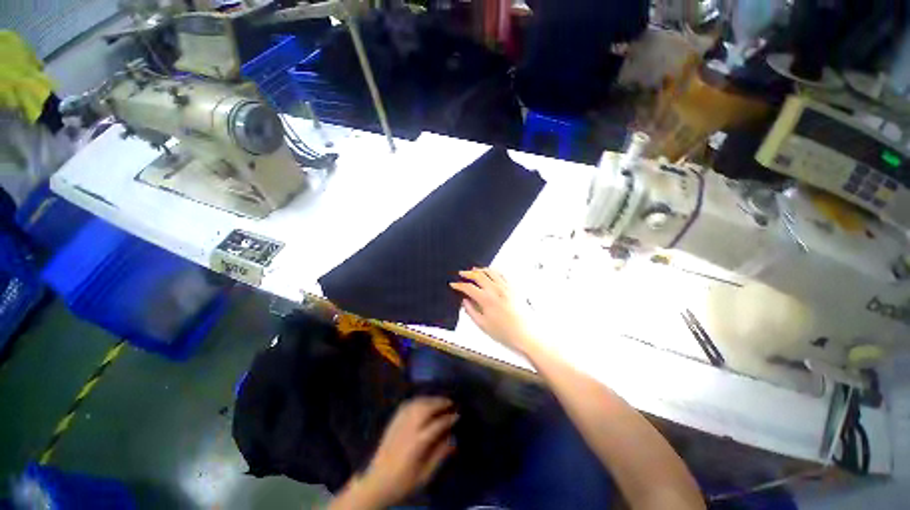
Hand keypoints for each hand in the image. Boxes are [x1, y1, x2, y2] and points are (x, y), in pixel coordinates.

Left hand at [356, 397, 457, 506]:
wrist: (376, 484)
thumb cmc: (404, 484)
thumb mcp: (426, 474)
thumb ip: (440, 455)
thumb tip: (452, 439)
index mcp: (417, 444)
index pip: (436, 425)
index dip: (449, 418)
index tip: (459, 415)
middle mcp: (405, 431)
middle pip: (422, 410)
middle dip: (438, 404)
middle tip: (451, 403)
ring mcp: (395, 428)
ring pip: (411, 406)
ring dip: (426, 401)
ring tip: (439, 402)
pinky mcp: (389, 429)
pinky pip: (402, 410)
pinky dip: (414, 403)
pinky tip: (421, 405)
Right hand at [449, 268, 534, 352]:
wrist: (525, 335)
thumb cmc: (505, 333)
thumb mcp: (482, 325)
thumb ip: (471, 311)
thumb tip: (465, 302)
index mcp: (487, 299)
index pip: (469, 287)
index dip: (459, 285)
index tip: (454, 285)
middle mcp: (497, 290)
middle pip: (480, 276)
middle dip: (468, 274)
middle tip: (462, 274)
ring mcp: (508, 288)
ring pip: (492, 272)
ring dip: (481, 270)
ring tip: (475, 270)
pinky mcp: (515, 289)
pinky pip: (503, 275)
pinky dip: (494, 272)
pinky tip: (492, 274)